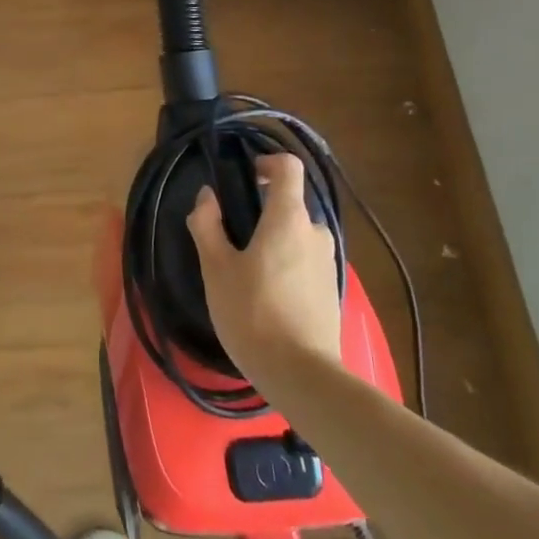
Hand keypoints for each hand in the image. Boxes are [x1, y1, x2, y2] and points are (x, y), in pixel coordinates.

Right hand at [187, 153, 342, 381]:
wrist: (301, 375)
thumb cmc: (252, 312)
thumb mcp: (216, 267)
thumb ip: (207, 224)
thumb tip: (207, 197)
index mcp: (288, 218)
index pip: (288, 167)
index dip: (266, 163)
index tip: (245, 178)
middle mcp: (315, 233)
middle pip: (289, 205)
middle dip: (261, 214)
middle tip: (231, 241)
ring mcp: (328, 263)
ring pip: (296, 236)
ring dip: (273, 243)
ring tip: (246, 275)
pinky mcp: (331, 291)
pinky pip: (305, 262)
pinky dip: (286, 267)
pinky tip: (265, 298)